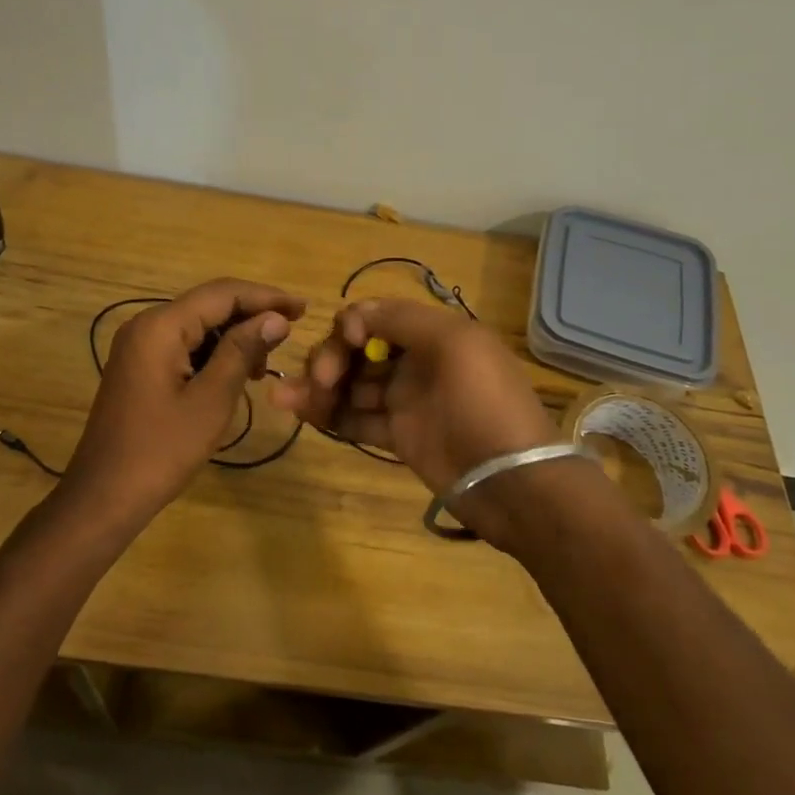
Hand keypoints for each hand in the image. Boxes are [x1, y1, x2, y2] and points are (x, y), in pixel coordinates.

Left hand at [63, 278, 304, 515]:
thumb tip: (276, 317)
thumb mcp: (211, 400)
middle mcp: (146, 325)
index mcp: (161, 326)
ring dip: (235, 335)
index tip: (303, 308)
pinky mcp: (140, 366)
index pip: (222, 294)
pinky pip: (184, 345)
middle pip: (209, 304)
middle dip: (252, 314)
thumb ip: (242, 351)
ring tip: (268, 360)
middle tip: (294, 329)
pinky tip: (238, 372)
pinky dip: (214, 352)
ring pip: (198, 324)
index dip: (266, 297)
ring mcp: (139, 346)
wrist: (104, 497)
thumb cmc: (161, 450)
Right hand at [270, 298, 558, 526]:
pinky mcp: (399, 436)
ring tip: (282, 399)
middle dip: (331, 358)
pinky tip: (299, 412)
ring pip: (352, 386)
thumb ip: (401, 320)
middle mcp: (417, 362)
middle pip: (358, 350)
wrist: (512, 480)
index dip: (353, 324)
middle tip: (322, 382)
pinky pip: (356, 418)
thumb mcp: (454, 344)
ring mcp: (407, 401)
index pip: (378, 317)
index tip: (347, 343)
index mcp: (435, 333)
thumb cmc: (484, 403)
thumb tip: (354, 314)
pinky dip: (328, 415)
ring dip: (317, 388)